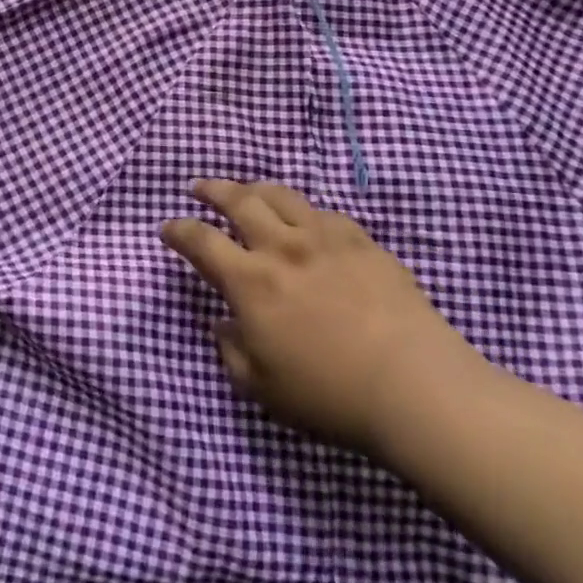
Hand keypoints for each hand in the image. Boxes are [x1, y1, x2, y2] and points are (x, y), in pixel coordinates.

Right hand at [161, 180, 485, 457]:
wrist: (414, 385)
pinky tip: (307, 223)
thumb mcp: (263, 388)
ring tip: (248, 192)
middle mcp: (281, 246)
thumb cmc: (330, 394)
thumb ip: (232, 351)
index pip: (201, 241)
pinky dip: (304, 212)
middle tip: (199, 188)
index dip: (179, 230)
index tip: (169, 228)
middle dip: (212, 190)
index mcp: (250, 281)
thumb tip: (224, 324)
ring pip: (280, 195)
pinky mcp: (360, 240)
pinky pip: (323, 213)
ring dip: (255, 189)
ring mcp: (324, 237)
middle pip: (238, 199)